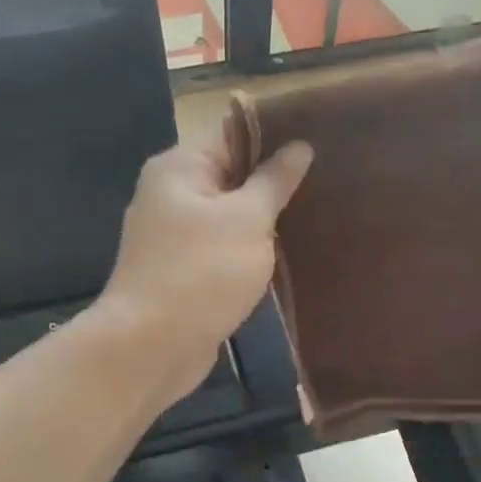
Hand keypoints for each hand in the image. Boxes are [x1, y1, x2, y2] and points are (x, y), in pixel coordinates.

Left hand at [97, 131, 313, 403]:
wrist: (151, 347)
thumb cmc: (201, 272)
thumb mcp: (247, 220)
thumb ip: (273, 181)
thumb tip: (298, 147)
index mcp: (180, 168)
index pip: (233, 134)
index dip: (277, 136)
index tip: (321, 141)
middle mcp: (171, 195)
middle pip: (232, 175)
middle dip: (275, 181)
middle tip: (330, 180)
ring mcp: (174, 237)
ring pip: (230, 217)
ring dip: (265, 220)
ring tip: (318, 214)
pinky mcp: (183, 272)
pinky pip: (223, 249)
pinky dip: (249, 251)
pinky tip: (288, 254)